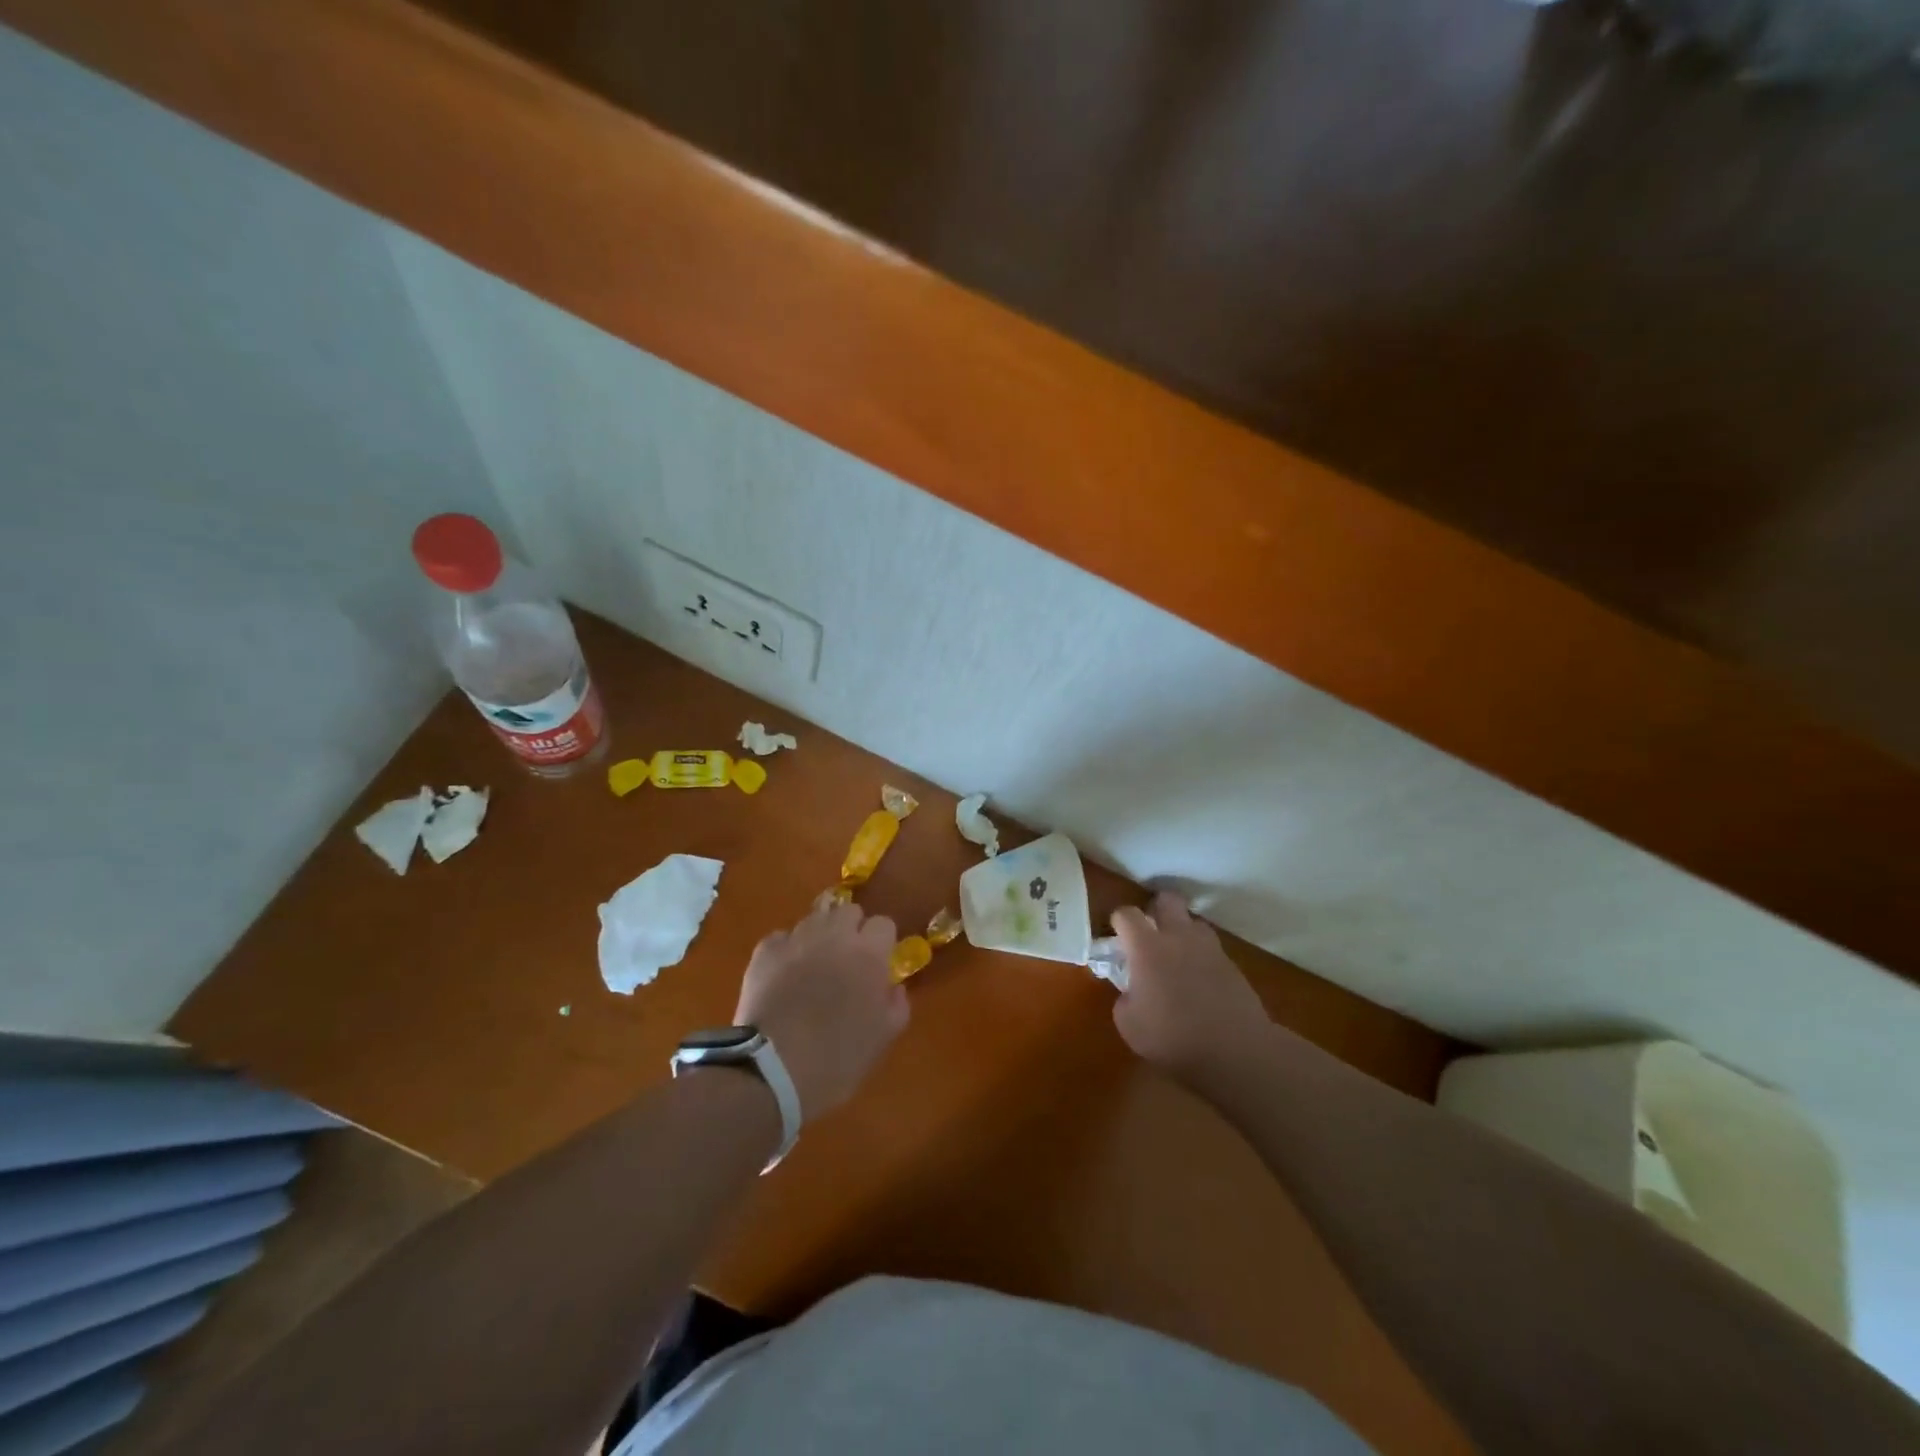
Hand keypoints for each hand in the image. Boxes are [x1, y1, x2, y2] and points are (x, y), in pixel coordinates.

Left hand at [734, 899, 908, 1118]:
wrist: (772, 1070)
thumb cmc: (837, 1058)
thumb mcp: (882, 1038)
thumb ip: (897, 1005)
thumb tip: (894, 987)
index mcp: (868, 954)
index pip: (884, 924)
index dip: (882, 943)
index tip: (877, 965)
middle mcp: (834, 935)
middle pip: (848, 911)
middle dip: (851, 930)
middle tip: (847, 961)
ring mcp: (797, 939)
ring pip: (814, 920)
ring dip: (819, 937)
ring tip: (813, 967)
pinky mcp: (765, 951)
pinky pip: (782, 938)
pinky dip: (786, 951)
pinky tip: (783, 975)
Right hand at [1110, 892, 1271, 1083]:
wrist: (1235, 1051)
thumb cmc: (1173, 1037)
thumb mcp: (1129, 1024)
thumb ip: (1125, 998)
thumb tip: (1132, 991)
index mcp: (1147, 947)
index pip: (1127, 914)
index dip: (1119, 921)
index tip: (1116, 936)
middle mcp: (1178, 937)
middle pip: (1167, 900)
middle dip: (1156, 908)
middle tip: (1149, 930)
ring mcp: (1209, 948)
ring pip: (1194, 922)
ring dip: (1183, 931)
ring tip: (1177, 955)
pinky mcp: (1232, 965)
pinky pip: (1211, 949)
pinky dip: (1201, 957)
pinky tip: (1199, 981)